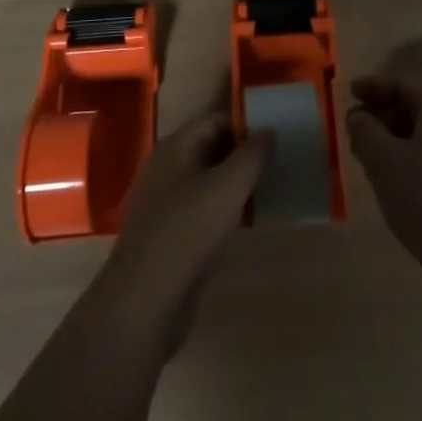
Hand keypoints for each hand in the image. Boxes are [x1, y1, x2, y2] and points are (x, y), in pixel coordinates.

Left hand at [100, 111, 270, 339]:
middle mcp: (165, 168)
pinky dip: (221, 210)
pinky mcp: (166, 235)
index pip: (215, 119)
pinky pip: (199, 209)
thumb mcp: (229, 187)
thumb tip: (268, 131)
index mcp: (175, 147)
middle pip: (209, 148)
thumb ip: (252, 155)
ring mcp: (162, 203)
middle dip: (241, 154)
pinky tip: (242, 223)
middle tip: (276, 163)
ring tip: (266, 190)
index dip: (245, 124)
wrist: (145, 300)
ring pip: (205, 181)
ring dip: (233, 183)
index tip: (275, 137)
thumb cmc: (189, 231)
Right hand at [346, 73, 421, 271]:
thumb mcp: (384, 161)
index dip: (372, 87)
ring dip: (397, 139)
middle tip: (355, 132)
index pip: (402, 83)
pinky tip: (397, 179)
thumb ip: (365, 131)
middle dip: (383, 116)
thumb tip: (358, 116)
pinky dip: (415, 157)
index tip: (348, 94)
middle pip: (417, 105)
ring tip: (371, 158)